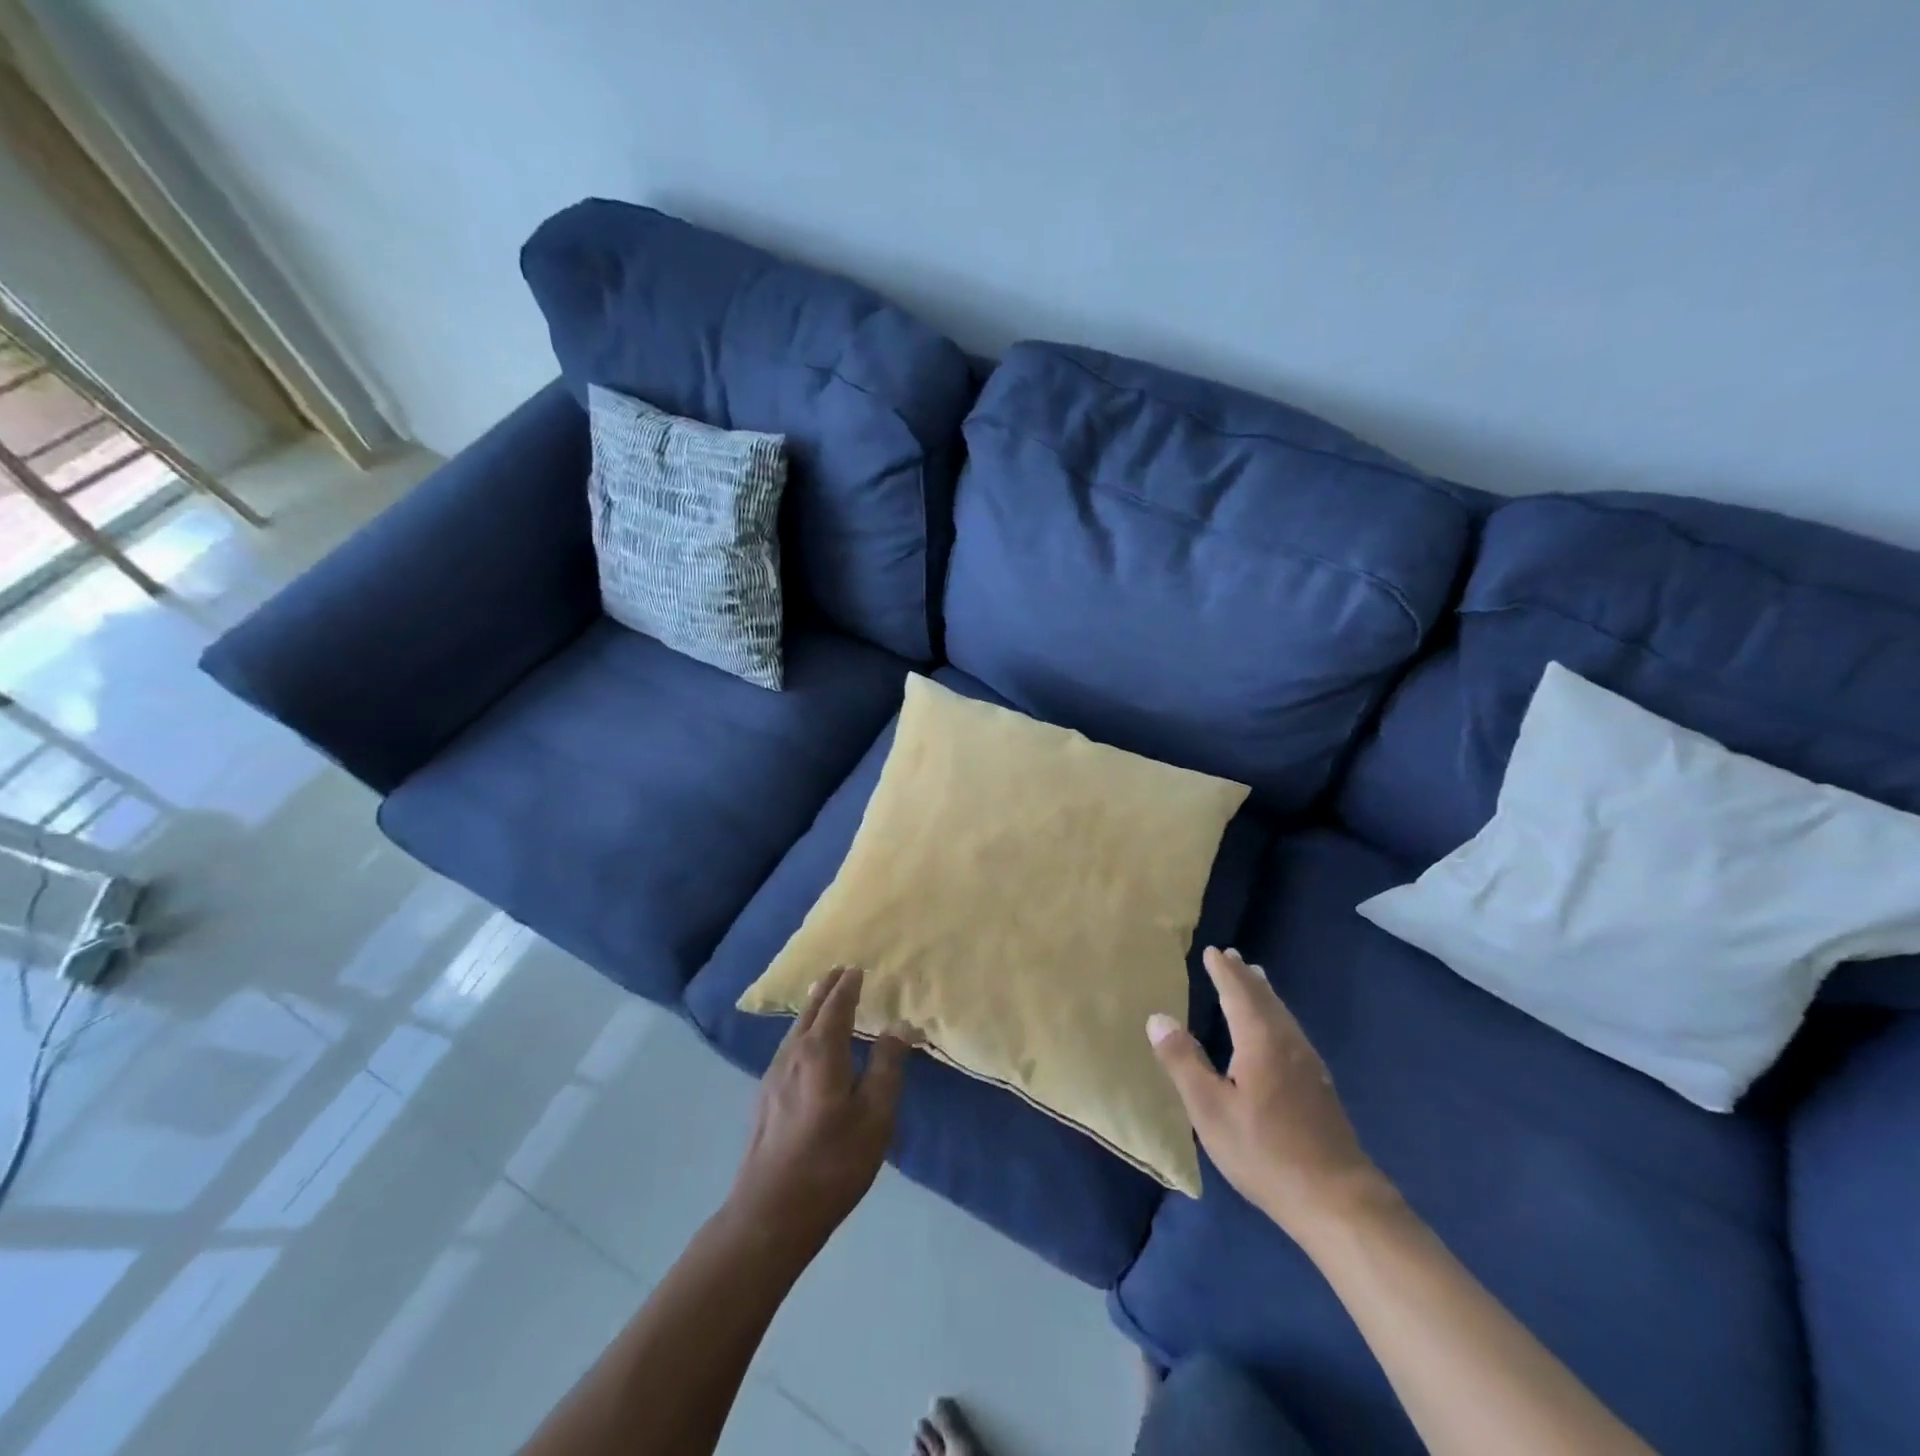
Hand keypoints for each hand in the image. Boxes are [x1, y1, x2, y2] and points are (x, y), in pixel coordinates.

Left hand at [727, 966, 915, 1250]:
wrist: (769, 1213)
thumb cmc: (832, 1162)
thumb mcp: (875, 1116)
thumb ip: (888, 1067)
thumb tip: (899, 1026)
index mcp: (821, 1052)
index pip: (836, 1006)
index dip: (848, 986)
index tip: (857, 968)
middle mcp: (793, 1054)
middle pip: (810, 1010)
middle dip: (826, 988)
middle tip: (840, 971)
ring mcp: (773, 1076)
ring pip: (795, 1029)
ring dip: (812, 1008)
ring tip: (824, 1000)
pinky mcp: (765, 1097)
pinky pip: (788, 1047)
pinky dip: (802, 1031)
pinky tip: (806, 1046)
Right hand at [1148, 947, 1389, 1239]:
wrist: (1338, 1200)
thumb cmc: (1265, 1152)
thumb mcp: (1210, 1109)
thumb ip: (1183, 1061)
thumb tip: (1157, 1018)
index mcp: (1260, 1041)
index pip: (1238, 994)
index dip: (1224, 972)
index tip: (1212, 951)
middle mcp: (1287, 1043)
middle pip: (1265, 999)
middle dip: (1245, 977)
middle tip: (1232, 956)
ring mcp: (1309, 1065)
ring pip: (1282, 1015)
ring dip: (1264, 994)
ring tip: (1255, 980)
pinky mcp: (1320, 1087)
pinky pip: (1292, 1031)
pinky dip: (1277, 1015)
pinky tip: (1276, 1032)